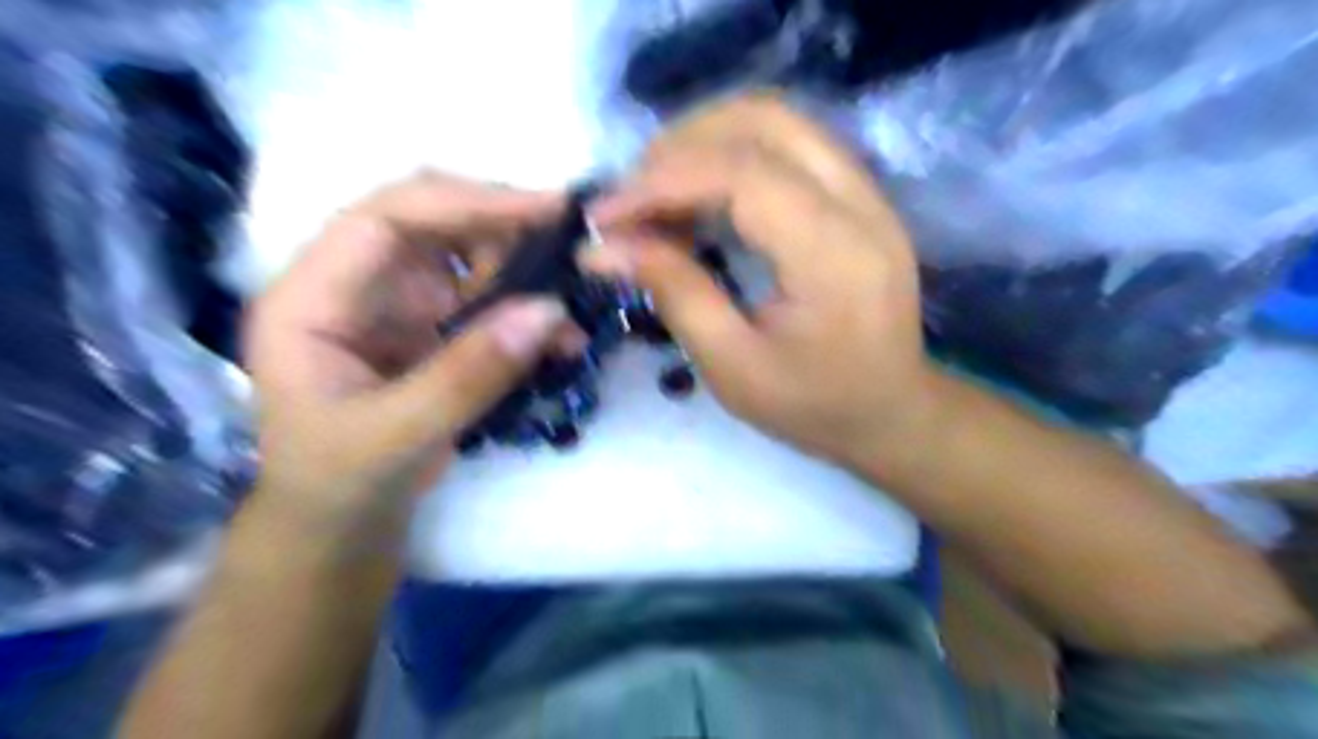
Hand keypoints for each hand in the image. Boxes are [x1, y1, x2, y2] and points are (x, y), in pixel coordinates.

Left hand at [250, 171, 568, 540]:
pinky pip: (488, 302)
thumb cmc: (340, 484)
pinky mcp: (433, 329)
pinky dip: (528, 314)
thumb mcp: (395, 437)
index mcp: (312, 297)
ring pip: (468, 258)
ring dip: (525, 273)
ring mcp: (398, 305)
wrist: (342, 527)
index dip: (467, 202)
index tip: (545, 209)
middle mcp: (355, 285)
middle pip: (433, 224)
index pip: (387, 218)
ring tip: (571, 308)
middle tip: (573, 247)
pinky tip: (561, 342)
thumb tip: (549, 311)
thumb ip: (467, 375)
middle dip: (504, 228)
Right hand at [586, 94, 937, 467]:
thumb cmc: (813, 405)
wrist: (890, 413)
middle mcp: (860, 204)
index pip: (741, 175)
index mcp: (834, 255)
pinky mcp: (857, 196)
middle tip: (631, 200)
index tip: (603, 217)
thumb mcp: (733, 367)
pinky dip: (730, 156)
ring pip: (776, 121)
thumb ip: (675, 294)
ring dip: (703, 142)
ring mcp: (866, 192)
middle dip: (680, 146)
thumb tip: (606, 248)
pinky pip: (787, 145)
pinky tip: (698, 198)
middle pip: (763, 120)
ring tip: (656, 195)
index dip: (661, 183)